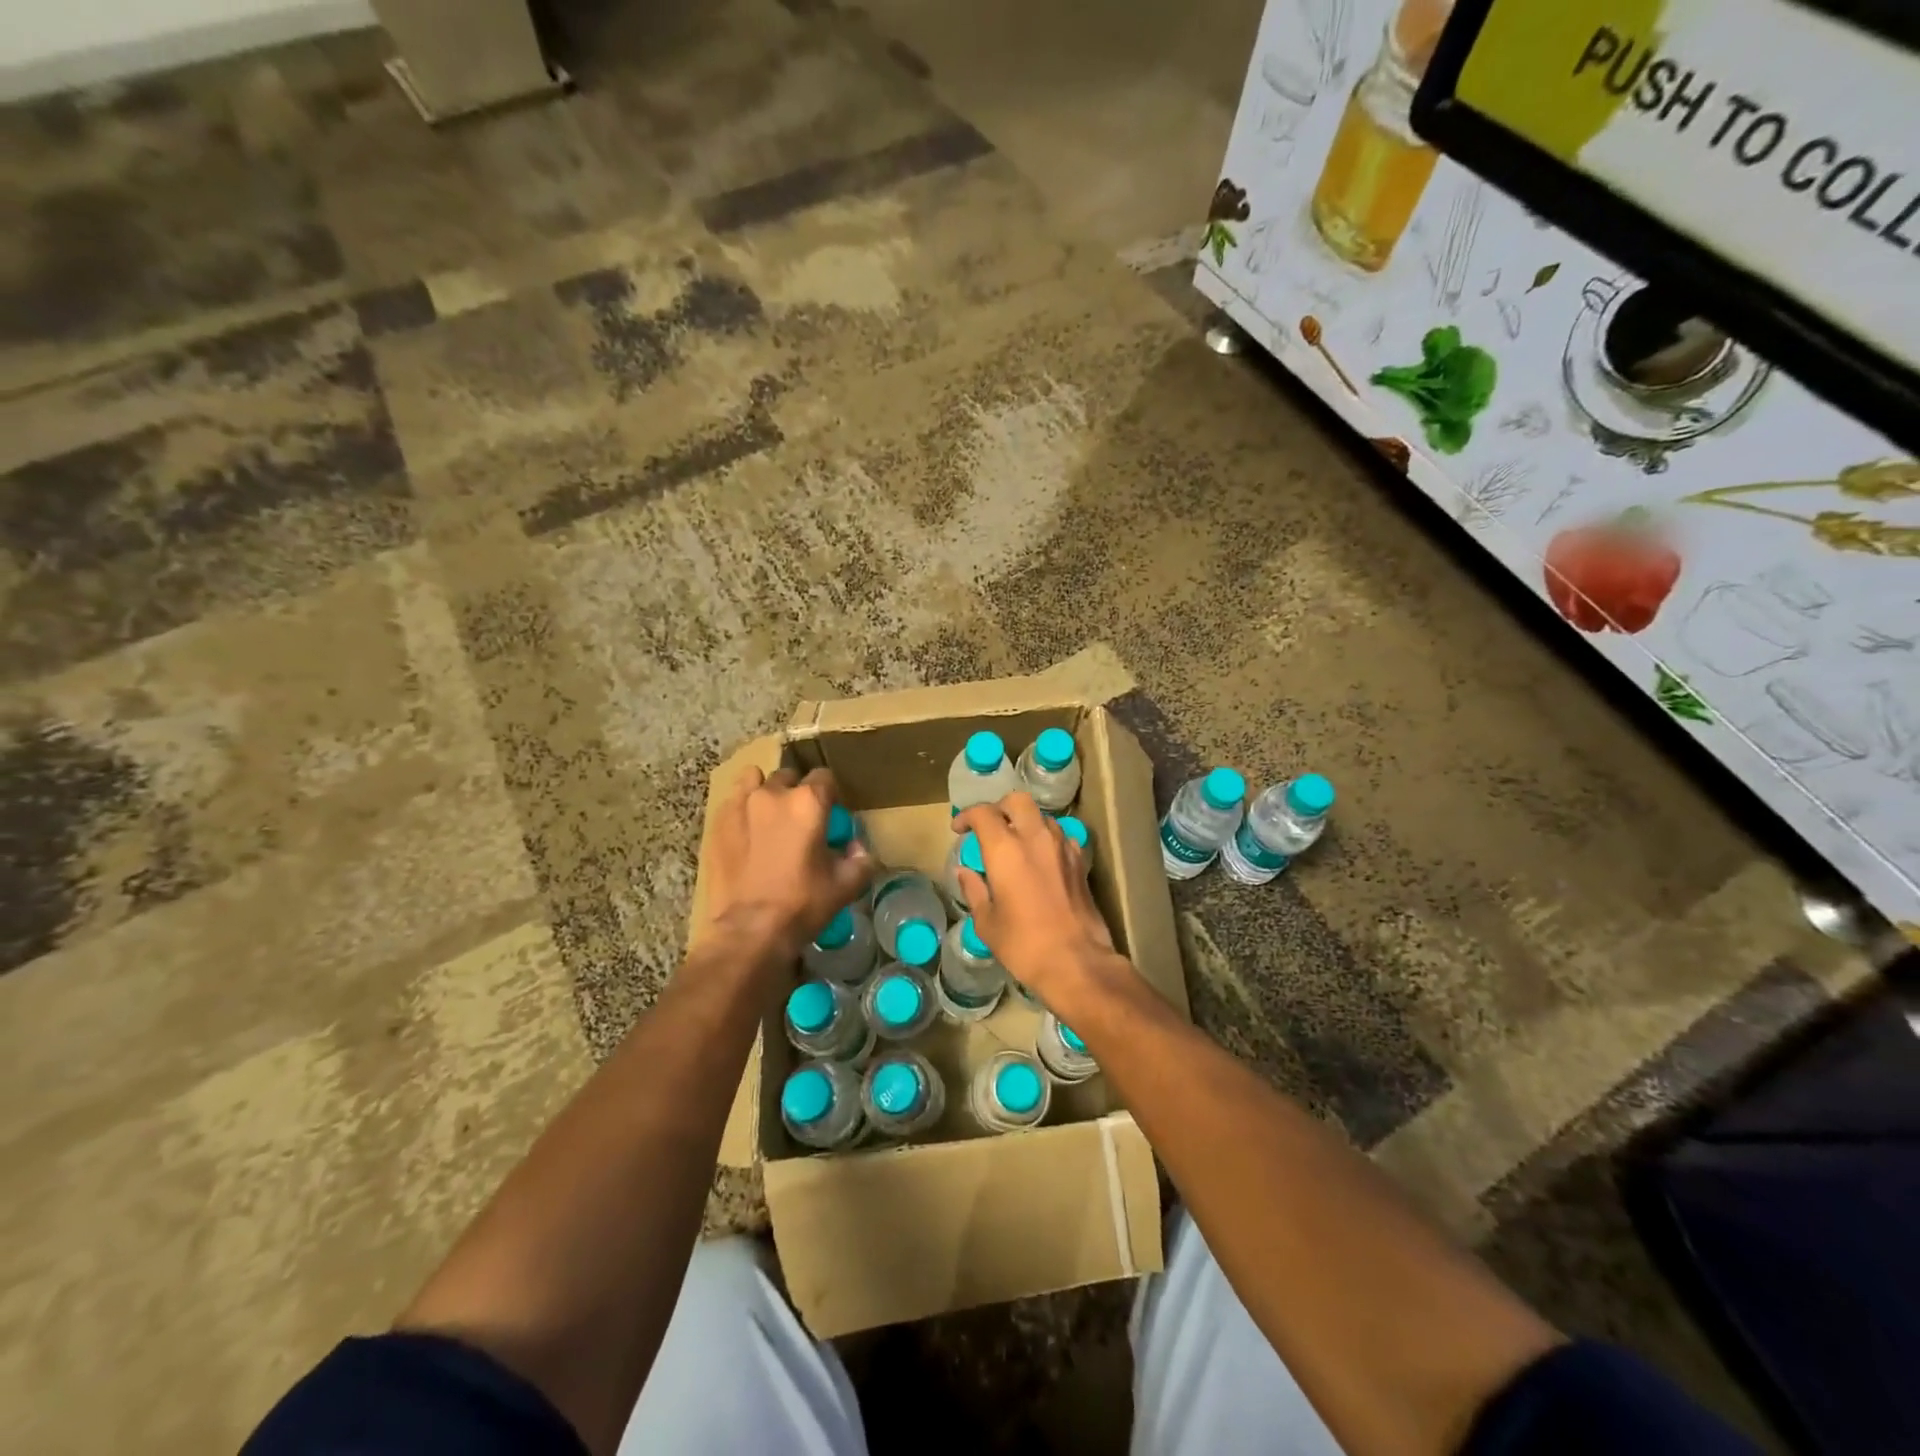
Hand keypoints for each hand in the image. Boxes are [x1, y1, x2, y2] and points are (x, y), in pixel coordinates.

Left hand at [699, 766, 873, 963]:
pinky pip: (733, 802)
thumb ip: (860, 859)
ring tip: (769, 819)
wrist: (748, 931)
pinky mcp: (717, 823)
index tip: (831, 815)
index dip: (830, 794)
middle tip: (801, 822)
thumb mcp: (845, 885)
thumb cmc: (802, 905)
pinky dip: (743, 810)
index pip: (825, 777)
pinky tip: (746, 833)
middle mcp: (773, 793)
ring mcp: (740, 805)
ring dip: (766, 792)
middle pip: (790, 777)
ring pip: (756, 781)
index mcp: (808, 802)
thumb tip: (856, 847)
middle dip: (797, 793)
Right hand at [952, 793, 1120, 1014]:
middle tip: (989, 827)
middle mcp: (1035, 838)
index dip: (967, 816)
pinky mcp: (1080, 861)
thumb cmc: (1024, 945)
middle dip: (1000, 807)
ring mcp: (1062, 846)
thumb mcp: (987, 922)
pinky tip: (1040, 860)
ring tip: (1015, 844)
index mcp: (1005, 849)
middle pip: (1017, 801)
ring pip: (1041, 816)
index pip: (983, 813)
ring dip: (1025, 822)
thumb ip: (974, 890)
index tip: (959, 830)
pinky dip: (1046, 839)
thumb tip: (964, 872)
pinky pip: (1060, 836)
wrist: (1077, 962)